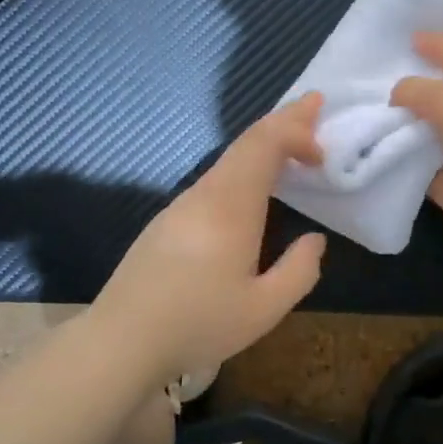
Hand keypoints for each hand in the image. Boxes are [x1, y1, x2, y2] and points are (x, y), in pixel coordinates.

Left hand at [91, 94, 328, 379]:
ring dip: (263, 144)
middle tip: (314, 103)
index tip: (322, 155)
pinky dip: (244, 165)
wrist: (120, 341)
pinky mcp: (167, 221)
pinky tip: (252, 185)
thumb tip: (313, 240)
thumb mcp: (264, 310)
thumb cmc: (196, 324)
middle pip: (247, 142)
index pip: (264, 144)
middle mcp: (204, 194)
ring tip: (291, 140)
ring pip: (228, 159)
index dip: (296, 132)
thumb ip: (299, 271)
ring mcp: (181, 205)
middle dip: (284, 120)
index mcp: (230, 207)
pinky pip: (215, 178)